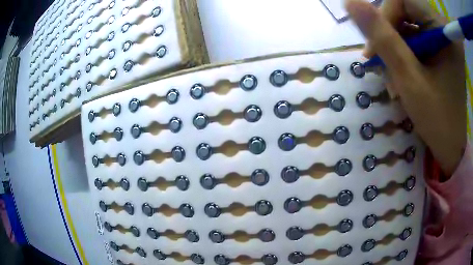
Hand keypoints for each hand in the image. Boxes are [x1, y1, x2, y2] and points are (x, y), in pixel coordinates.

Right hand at [346, 0, 466, 174]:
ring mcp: (441, 38)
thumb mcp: (409, 78)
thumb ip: (382, 37)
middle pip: (404, 12)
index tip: (376, 46)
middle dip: (389, 35)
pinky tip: (400, 75)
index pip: (403, 0)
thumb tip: (350, 3)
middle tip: (380, 64)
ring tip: (392, 77)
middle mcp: (442, 29)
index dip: (384, 15)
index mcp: (443, 30)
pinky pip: (414, 39)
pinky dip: (403, 55)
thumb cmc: (437, 118)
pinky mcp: (438, 48)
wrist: (450, 146)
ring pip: (407, 26)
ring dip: (394, 49)